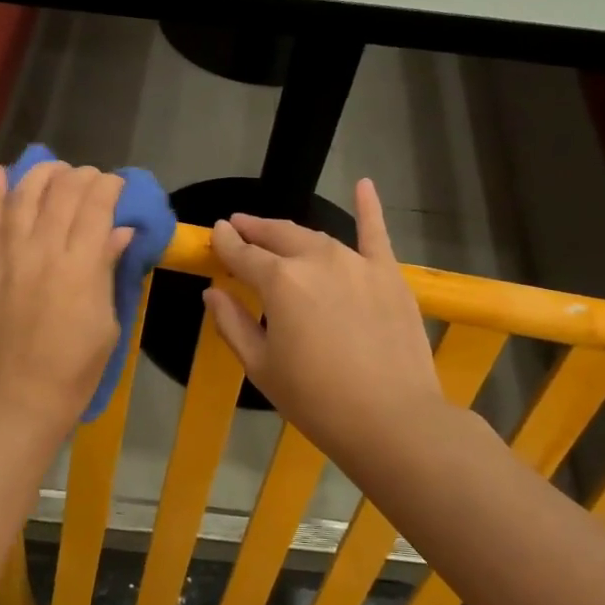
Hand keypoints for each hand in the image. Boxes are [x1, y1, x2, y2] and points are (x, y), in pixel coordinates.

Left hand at [0, 161, 132, 440]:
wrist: (19, 401)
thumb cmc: (76, 371)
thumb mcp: (108, 324)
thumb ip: (109, 271)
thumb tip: (119, 232)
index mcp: (81, 266)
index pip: (96, 205)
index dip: (109, 186)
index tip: (118, 187)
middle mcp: (44, 250)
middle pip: (63, 192)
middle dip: (82, 176)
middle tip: (93, 181)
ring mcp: (11, 257)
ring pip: (25, 196)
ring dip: (43, 174)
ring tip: (56, 170)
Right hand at [204, 179, 451, 468]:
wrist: (391, 419)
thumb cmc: (316, 399)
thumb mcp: (261, 366)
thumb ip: (233, 323)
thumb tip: (213, 293)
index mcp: (279, 281)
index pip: (243, 253)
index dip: (226, 242)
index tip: (216, 233)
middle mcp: (316, 260)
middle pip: (278, 236)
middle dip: (255, 230)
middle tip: (240, 229)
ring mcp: (357, 263)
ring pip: (317, 238)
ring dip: (292, 234)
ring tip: (277, 233)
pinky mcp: (389, 275)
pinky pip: (376, 234)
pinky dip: (369, 207)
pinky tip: (364, 184)